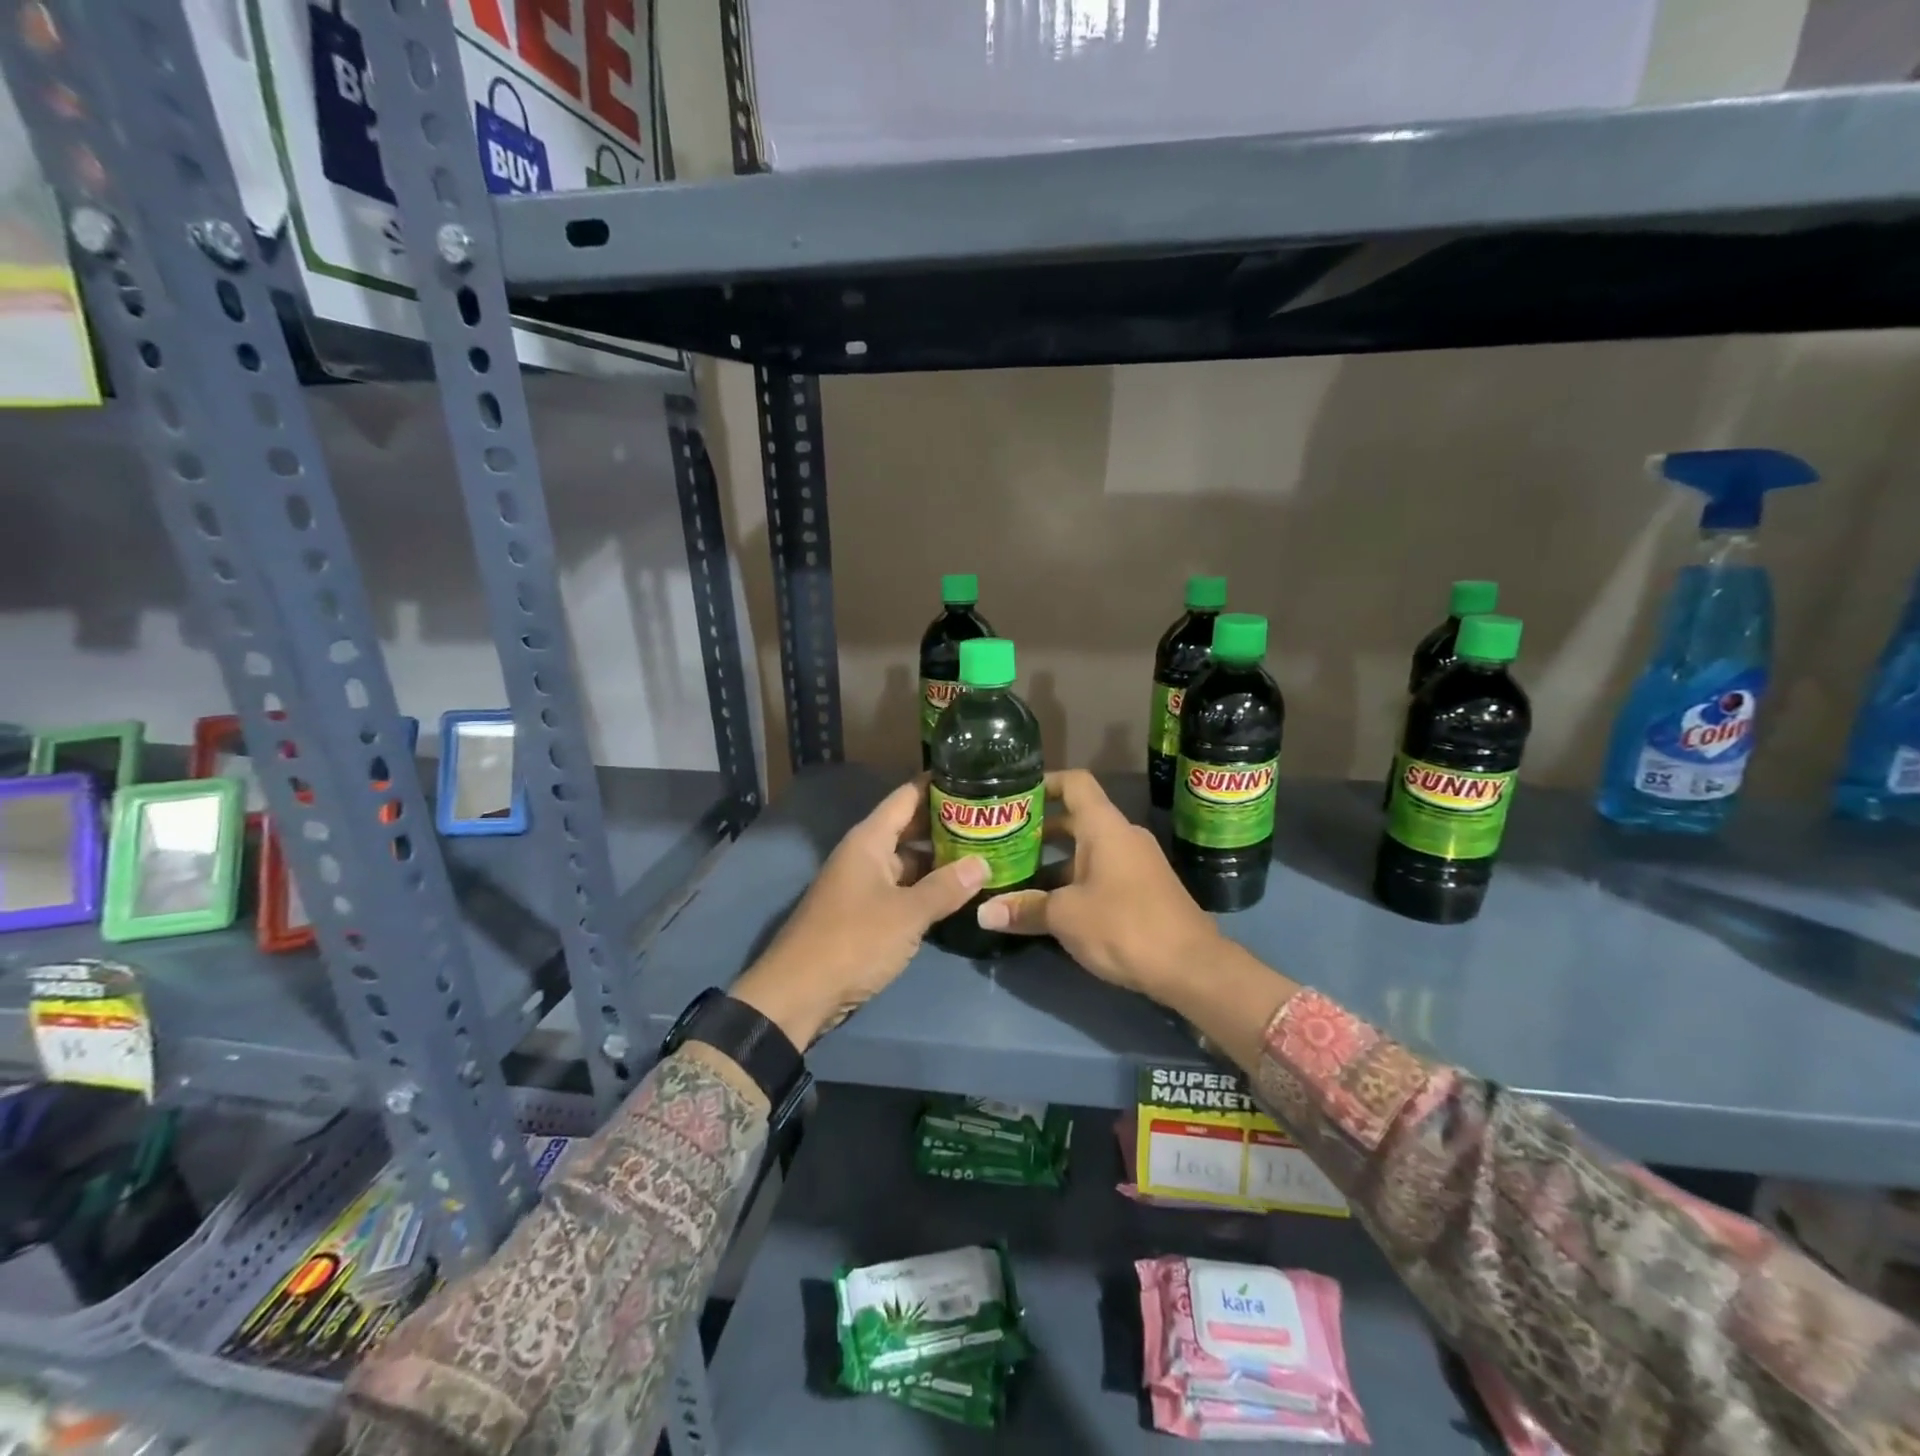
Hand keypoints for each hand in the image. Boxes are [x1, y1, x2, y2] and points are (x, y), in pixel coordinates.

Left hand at [731, 780, 986, 1047]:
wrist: (798, 994)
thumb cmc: (852, 941)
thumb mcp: (907, 914)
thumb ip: (946, 887)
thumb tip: (983, 863)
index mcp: (869, 840)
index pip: (907, 796)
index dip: (939, 784)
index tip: (975, 775)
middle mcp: (865, 855)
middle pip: (910, 827)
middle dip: (947, 823)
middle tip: (990, 818)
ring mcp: (863, 885)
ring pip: (908, 861)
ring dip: (940, 859)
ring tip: (984, 852)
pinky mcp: (865, 914)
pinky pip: (902, 889)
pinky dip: (927, 887)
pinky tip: (958, 892)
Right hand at [976, 770, 1221, 998]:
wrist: (1192, 967)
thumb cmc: (1124, 926)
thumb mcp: (1065, 917)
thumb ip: (1024, 909)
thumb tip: (983, 913)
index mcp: (1104, 827)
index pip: (1074, 783)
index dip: (1044, 783)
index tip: (1014, 796)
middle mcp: (1121, 836)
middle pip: (1075, 818)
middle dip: (1039, 831)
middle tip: (1003, 843)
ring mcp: (1136, 863)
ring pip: (1087, 850)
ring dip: (1054, 861)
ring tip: (1017, 878)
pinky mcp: (1143, 889)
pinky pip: (1101, 871)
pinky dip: (1074, 880)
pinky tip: (1050, 906)